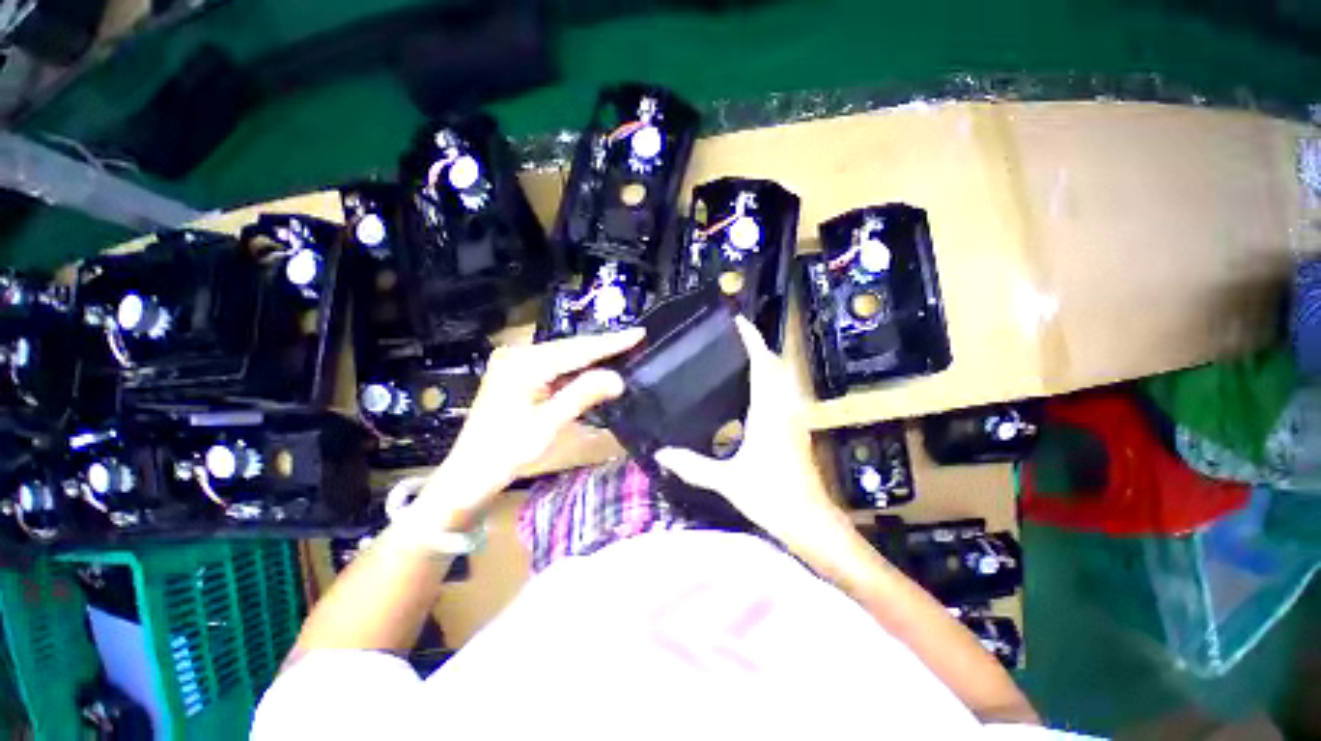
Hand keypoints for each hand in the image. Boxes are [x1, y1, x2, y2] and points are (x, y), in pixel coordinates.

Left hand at [415, 328, 644, 526]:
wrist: (471, 472)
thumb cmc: (508, 452)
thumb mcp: (548, 424)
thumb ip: (582, 396)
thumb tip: (617, 378)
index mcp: (524, 365)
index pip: (577, 350)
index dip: (610, 343)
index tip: (638, 333)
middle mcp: (517, 355)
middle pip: (569, 347)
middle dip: (602, 345)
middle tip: (633, 339)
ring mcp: (513, 362)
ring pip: (562, 354)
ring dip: (590, 355)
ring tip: (620, 349)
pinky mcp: (515, 372)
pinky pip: (553, 364)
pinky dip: (575, 366)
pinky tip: (592, 366)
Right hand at [654, 317, 840, 543]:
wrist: (810, 520)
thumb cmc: (771, 496)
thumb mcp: (727, 480)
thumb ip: (693, 465)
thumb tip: (660, 454)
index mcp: (768, 411)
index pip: (763, 364)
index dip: (752, 339)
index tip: (738, 321)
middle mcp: (784, 407)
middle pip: (776, 365)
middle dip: (759, 346)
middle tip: (734, 339)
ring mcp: (793, 417)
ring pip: (783, 377)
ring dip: (766, 362)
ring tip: (740, 358)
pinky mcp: (795, 428)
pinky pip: (783, 392)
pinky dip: (769, 380)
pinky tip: (751, 392)